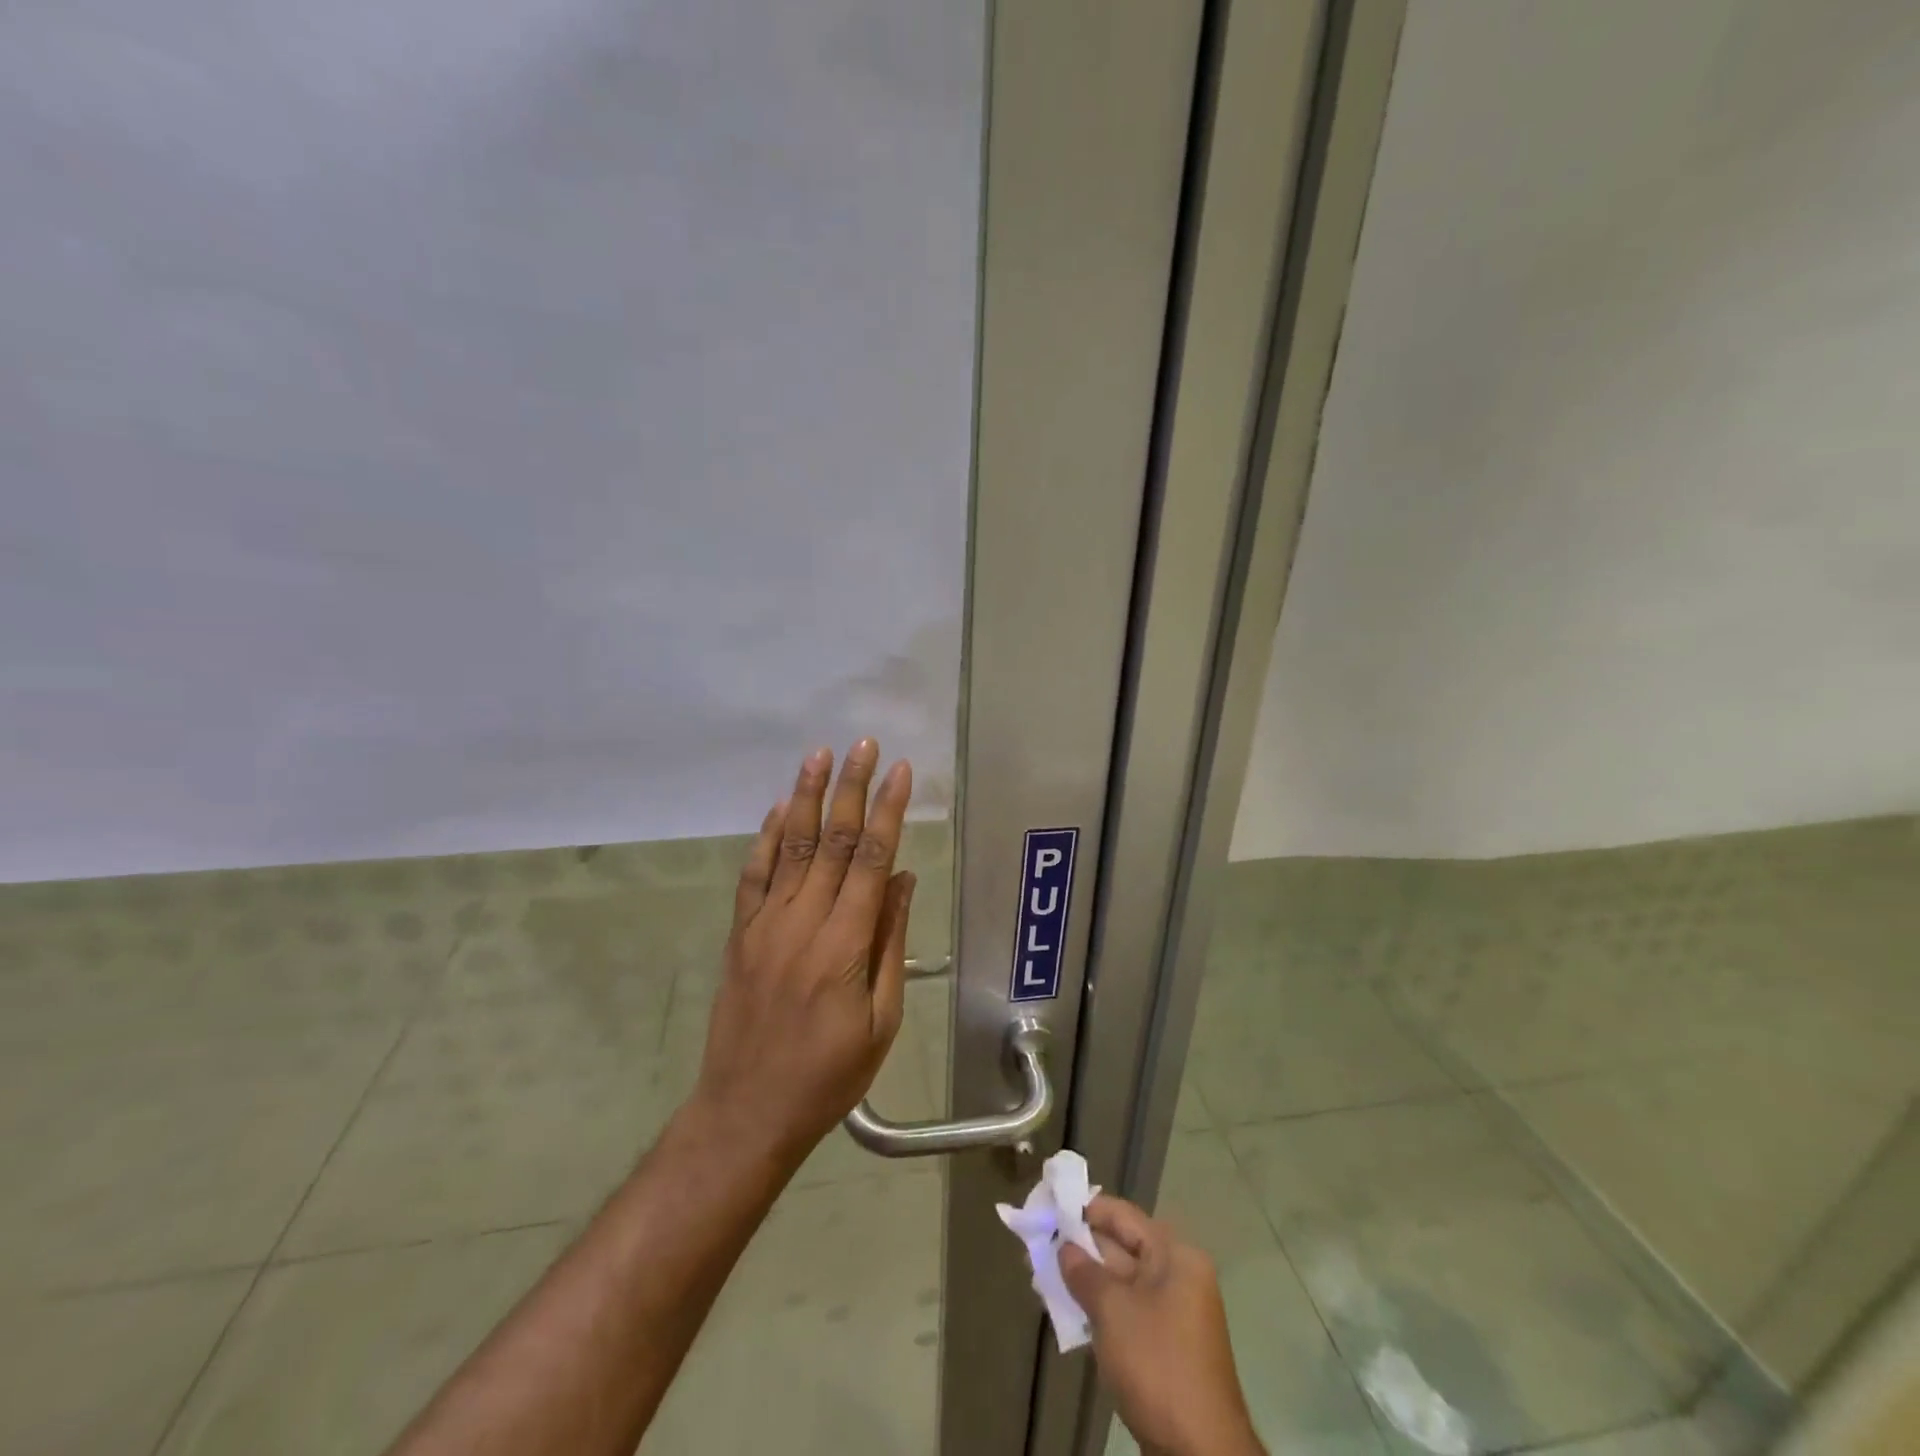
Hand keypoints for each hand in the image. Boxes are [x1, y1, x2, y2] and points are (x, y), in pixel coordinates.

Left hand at [691, 740, 915, 1169]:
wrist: (747, 1111)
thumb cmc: (828, 1075)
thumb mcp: (880, 1020)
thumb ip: (890, 943)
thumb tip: (903, 880)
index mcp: (844, 945)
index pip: (872, 861)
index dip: (888, 812)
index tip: (901, 772)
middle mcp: (802, 922)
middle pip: (833, 841)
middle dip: (852, 788)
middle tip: (864, 745)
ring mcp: (765, 924)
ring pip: (792, 847)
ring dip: (808, 797)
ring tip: (821, 754)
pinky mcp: (741, 934)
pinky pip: (755, 875)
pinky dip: (768, 837)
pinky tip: (782, 808)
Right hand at [1061, 1196, 1263, 1455]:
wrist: (1200, 1453)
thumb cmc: (1156, 1363)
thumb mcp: (1113, 1311)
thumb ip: (1084, 1271)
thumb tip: (1064, 1246)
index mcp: (1174, 1255)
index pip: (1123, 1216)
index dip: (1085, 1209)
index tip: (1050, 1207)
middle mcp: (1177, 1275)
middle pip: (1121, 1246)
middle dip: (1080, 1247)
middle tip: (1037, 1243)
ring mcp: (1172, 1313)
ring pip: (1120, 1282)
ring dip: (1085, 1280)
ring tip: (1042, 1276)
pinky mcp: (1164, 1346)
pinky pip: (1126, 1311)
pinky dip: (1099, 1308)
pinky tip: (1067, 1311)